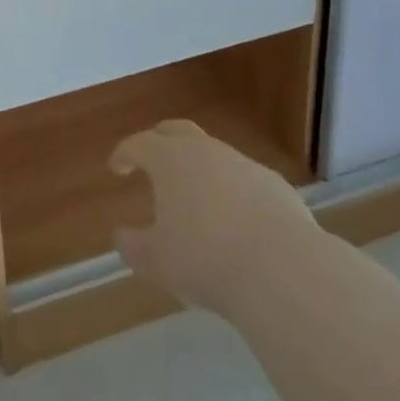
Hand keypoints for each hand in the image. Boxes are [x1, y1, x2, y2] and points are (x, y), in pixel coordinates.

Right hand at [110, 119, 313, 318]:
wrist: (283, 269)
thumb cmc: (206, 259)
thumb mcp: (156, 261)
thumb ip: (133, 246)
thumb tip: (122, 235)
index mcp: (169, 159)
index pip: (138, 143)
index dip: (124, 153)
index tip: (117, 168)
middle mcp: (205, 150)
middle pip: (177, 131)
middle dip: (160, 140)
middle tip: (151, 160)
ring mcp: (244, 164)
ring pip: (215, 154)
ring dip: (200, 168)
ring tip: (196, 198)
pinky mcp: (276, 185)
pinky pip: (246, 179)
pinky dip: (234, 191)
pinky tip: (237, 220)